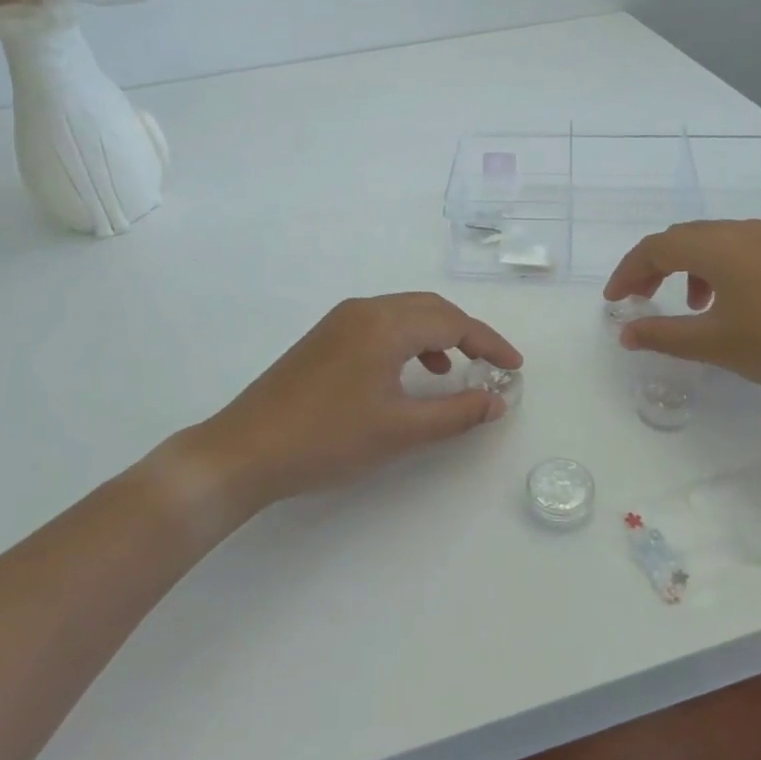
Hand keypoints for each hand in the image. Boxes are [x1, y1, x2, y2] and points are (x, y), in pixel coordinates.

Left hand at [173, 292, 522, 511]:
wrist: (245, 450)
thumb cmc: (327, 439)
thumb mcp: (400, 430)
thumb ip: (455, 413)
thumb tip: (497, 401)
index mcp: (385, 324)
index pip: (453, 322)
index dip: (489, 343)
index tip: (515, 367)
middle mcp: (365, 309)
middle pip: (431, 309)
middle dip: (467, 333)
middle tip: (492, 364)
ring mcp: (341, 320)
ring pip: (405, 313)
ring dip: (437, 334)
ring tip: (454, 370)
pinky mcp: (325, 336)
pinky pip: (381, 324)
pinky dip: (408, 340)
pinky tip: (410, 373)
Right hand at [603, 220, 760, 410]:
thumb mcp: (717, 344)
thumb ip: (663, 335)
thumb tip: (626, 332)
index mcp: (717, 246)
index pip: (655, 247)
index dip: (627, 272)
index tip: (614, 302)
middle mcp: (741, 231)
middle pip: (681, 238)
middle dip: (653, 267)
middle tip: (639, 299)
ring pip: (711, 243)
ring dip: (686, 268)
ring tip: (687, 307)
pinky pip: (737, 251)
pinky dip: (716, 271)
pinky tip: (728, 305)